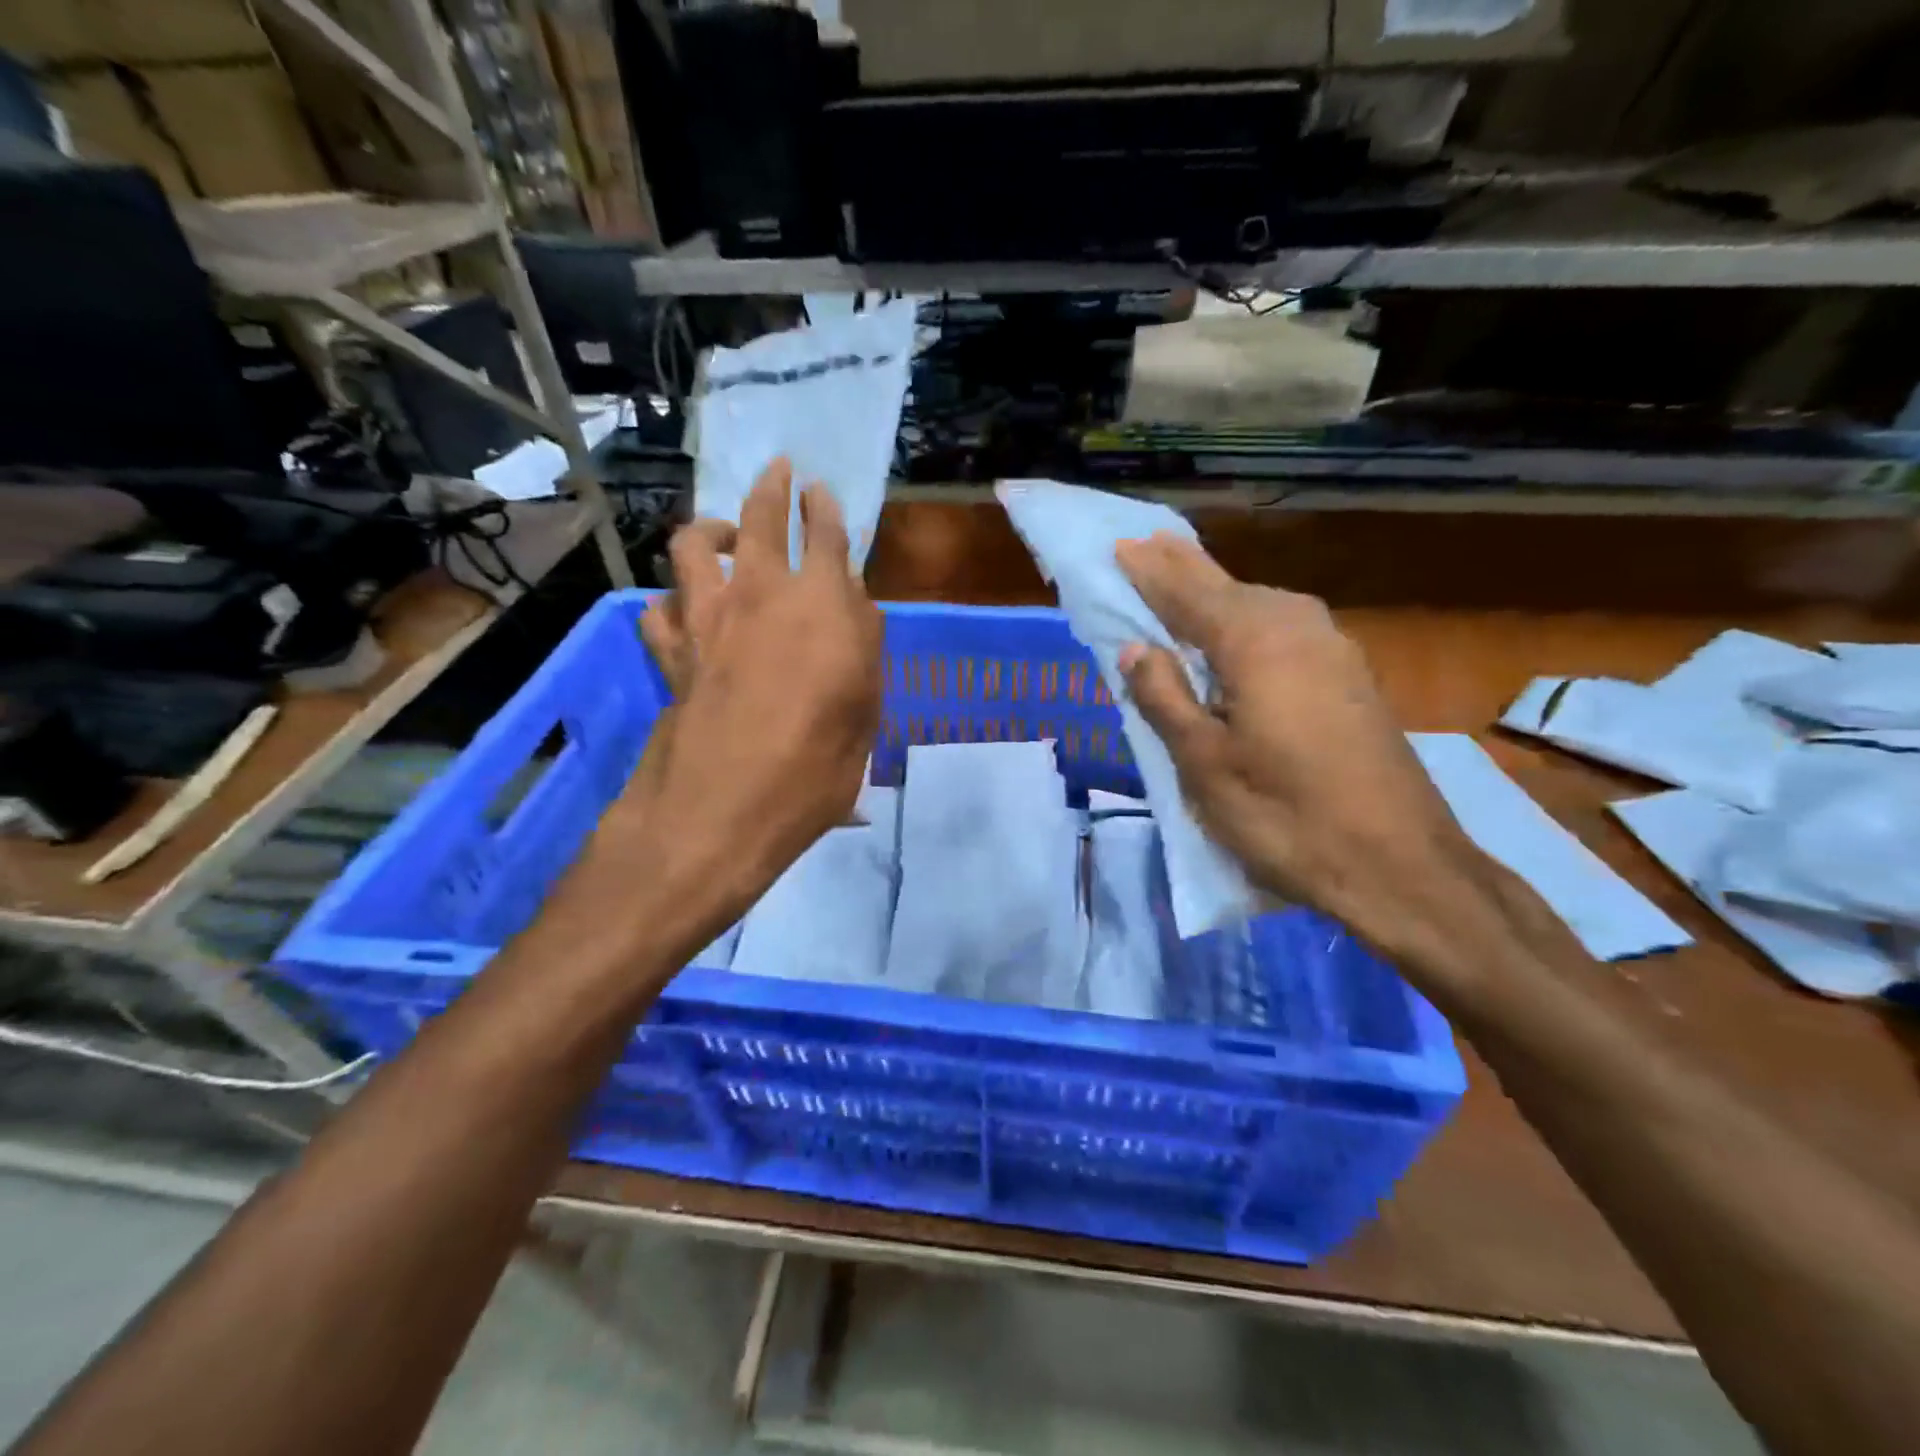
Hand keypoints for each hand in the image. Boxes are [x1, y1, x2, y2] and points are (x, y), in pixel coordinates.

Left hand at [608, 458, 882, 940]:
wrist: (723, 808)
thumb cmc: (816, 765)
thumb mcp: (867, 711)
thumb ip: (864, 647)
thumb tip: (853, 610)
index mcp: (820, 603)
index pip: (825, 534)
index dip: (824, 507)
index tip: (820, 491)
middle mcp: (759, 593)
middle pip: (758, 517)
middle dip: (770, 487)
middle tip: (778, 471)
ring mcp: (706, 618)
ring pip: (691, 545)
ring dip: (708, 529)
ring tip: (718, 534)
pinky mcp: (670, 652)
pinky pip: (659, 609)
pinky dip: (670, 602)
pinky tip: (680, 611)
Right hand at [1115, 532, 1487, 964]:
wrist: (1399, 865)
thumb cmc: (1284, 816)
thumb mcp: (1204, 764)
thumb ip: (1165, 698)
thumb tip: (1136, 648)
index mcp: (1253, 642)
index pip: (1186, 593)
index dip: (1148, 571)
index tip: (1118, 544)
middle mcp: (1296, 628)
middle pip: (1227, 587)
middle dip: (1183, 568)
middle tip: (1148, 545)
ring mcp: (1332, 650)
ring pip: (1259, 605)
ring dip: (1217, 591)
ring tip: (1185, 578)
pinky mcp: (1350, 677)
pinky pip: (1283, 629)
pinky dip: (1248, 619)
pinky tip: (1240, 630)